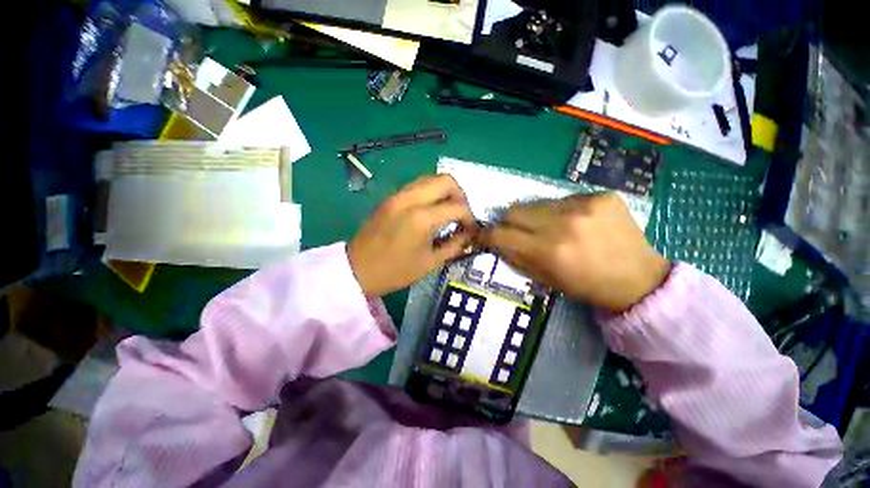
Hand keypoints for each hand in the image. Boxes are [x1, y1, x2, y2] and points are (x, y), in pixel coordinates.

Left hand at [348, 175, 477, 296]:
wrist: (357, 269)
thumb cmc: (395, 271)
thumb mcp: (430, 263)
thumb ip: (454, 245)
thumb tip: (468, 234)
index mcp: (421, 218)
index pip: (457, 207)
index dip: (470, 218)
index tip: (471, 229)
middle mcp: (410, 199)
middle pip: (446, 180)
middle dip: (460, 196)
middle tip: (461, 215)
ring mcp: (398, 195)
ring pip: (430, 179)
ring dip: (445, 192)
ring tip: (448, 211)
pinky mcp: (391, 197)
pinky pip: (417, 186)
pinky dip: (431, 193)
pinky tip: (431, 211)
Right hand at [478, 193, 669, 312]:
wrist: (639, 279)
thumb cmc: (586, 286)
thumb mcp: (545, 279)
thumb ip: (516, 257)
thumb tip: (497, 241)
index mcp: (548, 251)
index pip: (501, 233)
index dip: (488, 234)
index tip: (486, 235)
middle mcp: (563, 224)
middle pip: (515, 210)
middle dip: (509, 222)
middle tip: (518, 231)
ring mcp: (584, 206)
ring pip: (538, 203)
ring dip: (536, 216)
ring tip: (551, 228)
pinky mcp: (601, 196)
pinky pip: (564, 199)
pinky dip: (562, 211)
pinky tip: (577, 222)